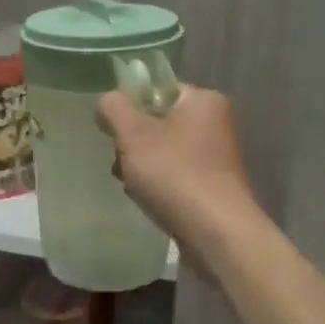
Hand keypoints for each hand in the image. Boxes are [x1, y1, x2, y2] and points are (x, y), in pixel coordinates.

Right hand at [97, 85, 261, 252]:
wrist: (217, 234)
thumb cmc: (175, 174)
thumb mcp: (133, 134)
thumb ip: (114, 109)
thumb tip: (107, 101)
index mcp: (204, 101)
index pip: (158, 90)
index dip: (131, 106)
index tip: (115, 129)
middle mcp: (215, 124)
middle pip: (158, 123)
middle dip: (133, 142)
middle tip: (122, 160)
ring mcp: (216, 159)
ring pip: (163, 152)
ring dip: (141, 167)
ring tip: (131, 185)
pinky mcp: (212, 188)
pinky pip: (175, 176)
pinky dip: (158, 186)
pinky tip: (147, 200)